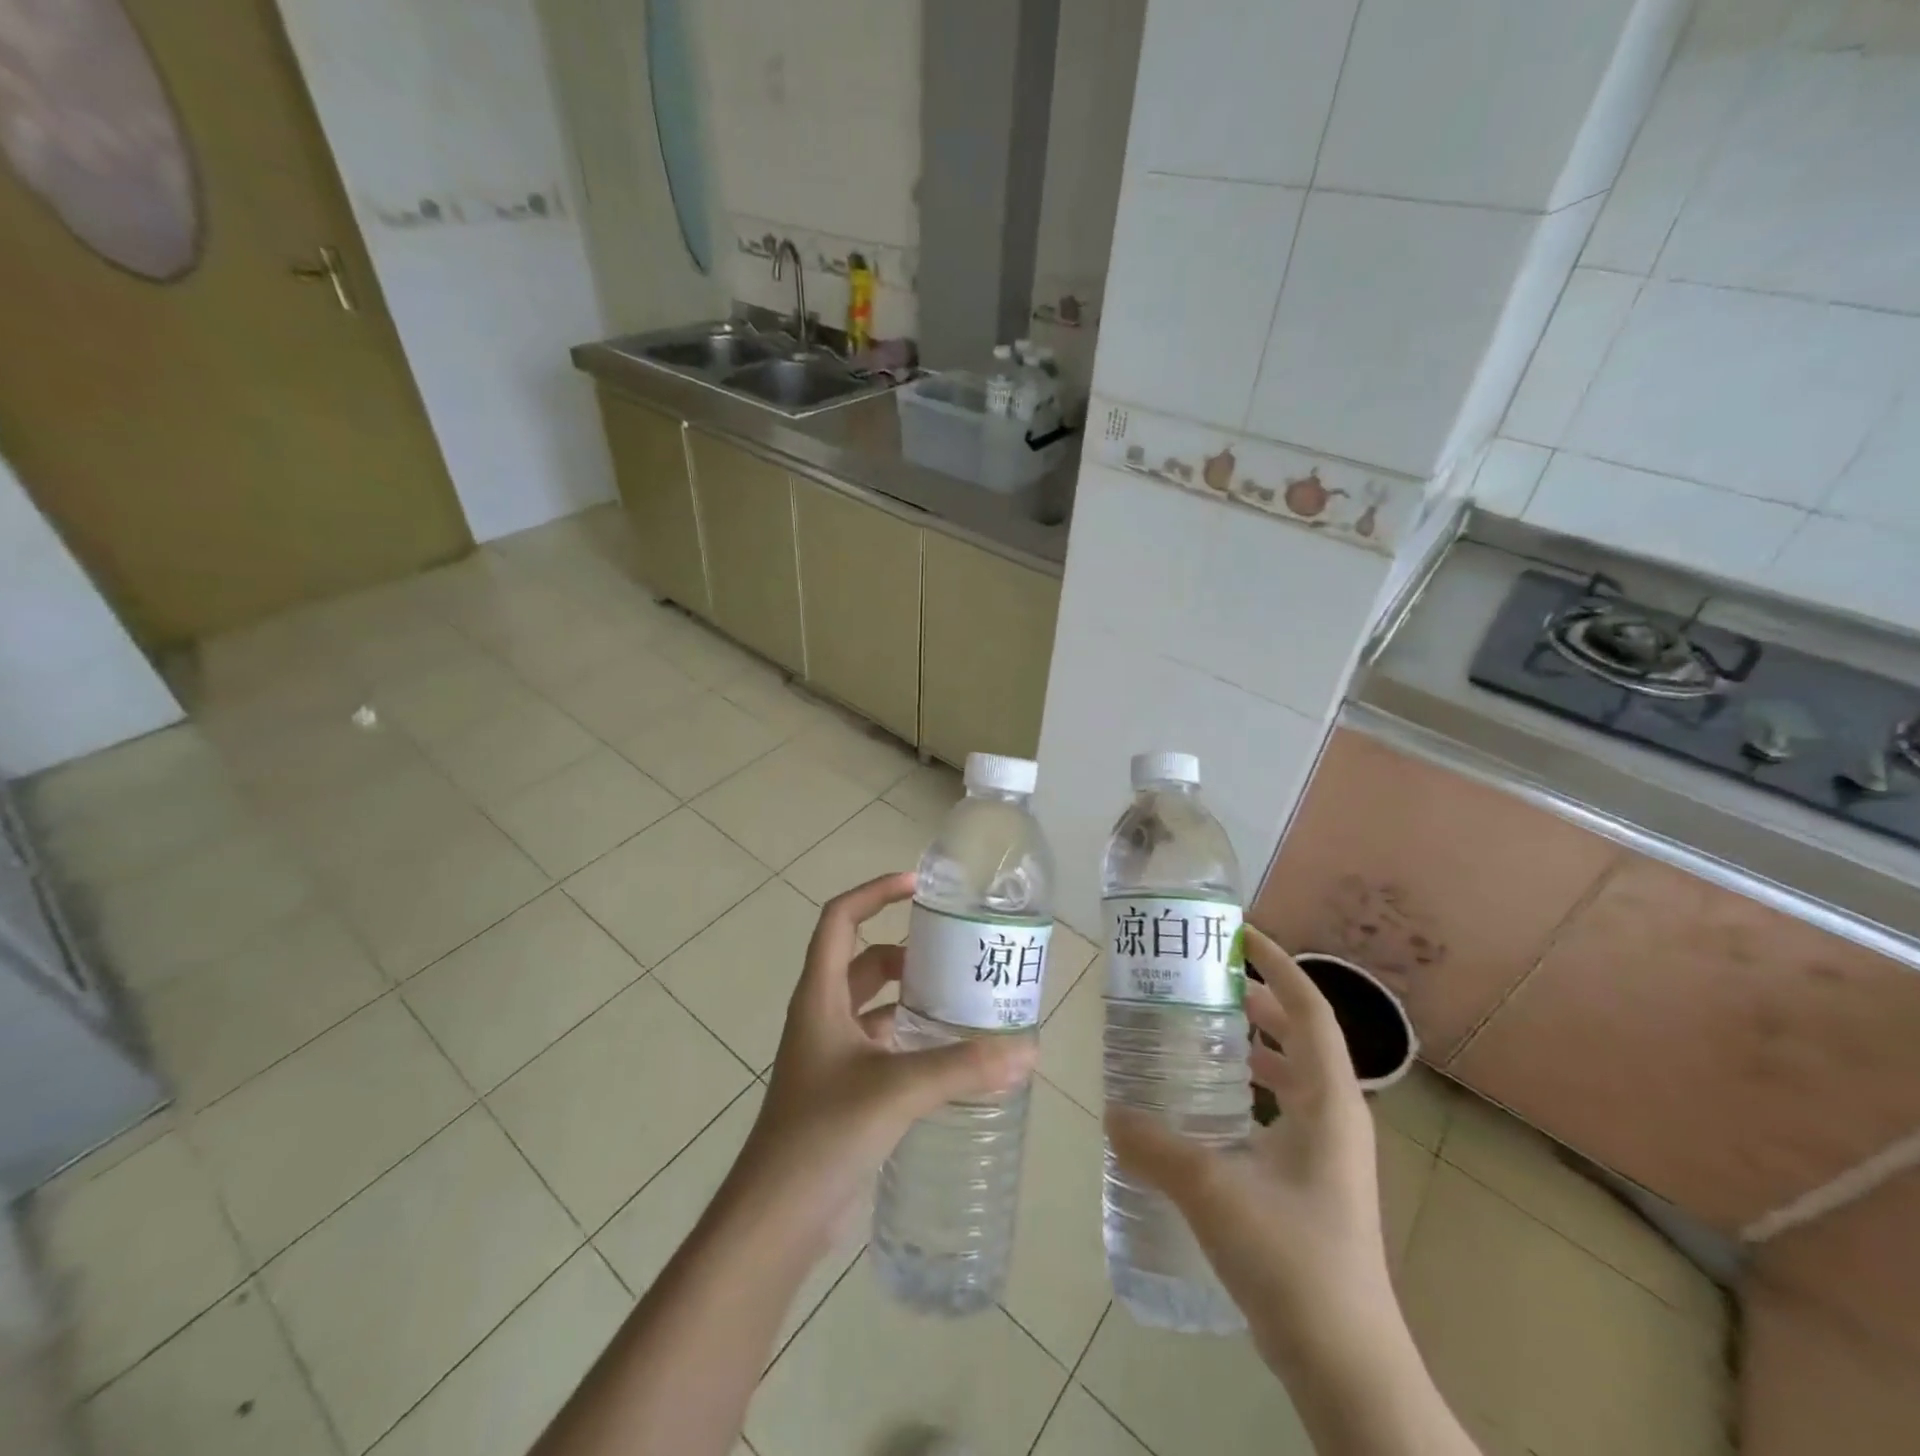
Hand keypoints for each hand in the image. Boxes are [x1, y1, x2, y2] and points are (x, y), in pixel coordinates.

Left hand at [730, 871, 1037, 1259]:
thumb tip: (1026, 1050)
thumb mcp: (896, 1089)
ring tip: (963, 999)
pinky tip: (950, 1056)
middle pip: (864, 960)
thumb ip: (962, 1068)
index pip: (840, 919)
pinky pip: (882, 1045)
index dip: (875, 892)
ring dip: (912, 997)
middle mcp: (823, 1015)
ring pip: (875, 1005)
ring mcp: (832, 1054)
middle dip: (907, 951)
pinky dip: (912, 1039)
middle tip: (957, 953)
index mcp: (820, 996)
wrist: (776, 1218)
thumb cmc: (822, 1134)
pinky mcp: (844, 1089)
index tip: (919, 888)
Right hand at [1107, 926, 1395, 1373]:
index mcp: (1329, 1101)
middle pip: (1303, 1035)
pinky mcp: (1314, 1183)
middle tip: (1206, 980)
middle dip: (1260, 999)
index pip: (1310, 1009)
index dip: (1279, 964)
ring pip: (1294, 1075)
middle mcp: (1337, 1117)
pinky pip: (1283, 1110)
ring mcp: (1329, 1153)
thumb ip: (1156, 1146)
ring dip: (1256, 1044)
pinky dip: (1252, 1088)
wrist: (1346, 1365)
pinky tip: (1208, 1105)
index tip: (1239, 934)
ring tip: (1202, 1029)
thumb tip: (1110, 1110)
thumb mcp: (1213, 1191)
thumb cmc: (1293, 1260)